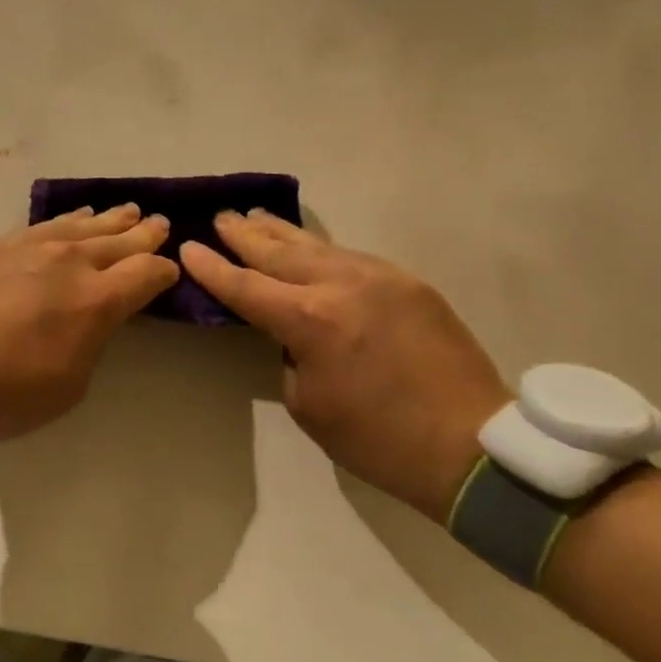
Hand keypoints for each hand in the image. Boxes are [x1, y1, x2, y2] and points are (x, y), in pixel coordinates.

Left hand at [0, 204, 178, 442]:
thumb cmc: (7, 389)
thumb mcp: (69, 385)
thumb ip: (90, 341)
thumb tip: (91, 316)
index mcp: (97, 300)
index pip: (147, 273)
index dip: (163, 271)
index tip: (169, 271)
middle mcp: (70, 262)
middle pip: (119, 240)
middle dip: (143, 234)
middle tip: (158, 223)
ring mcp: (32, 246)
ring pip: (82, 225)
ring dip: (109, 220)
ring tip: (125, 212)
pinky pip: (44, 225)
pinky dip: (67, 221)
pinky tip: (73, 218)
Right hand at [180, 211, 508, 518]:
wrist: (472, 446)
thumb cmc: (378, 439)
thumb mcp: (309, 404)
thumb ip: (290, 354)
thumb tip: (292, 331)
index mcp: (310, 321)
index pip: (245, 286)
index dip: (211, 267)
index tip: (188, 247)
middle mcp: (341, 286)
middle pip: (278, 252)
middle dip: (243, 235)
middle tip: (221, 217)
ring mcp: (380, 278)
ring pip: (317, 245)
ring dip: (281, 232)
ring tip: (256, 215)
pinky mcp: (409, 283)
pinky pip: (352, 257)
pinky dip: (321, 250)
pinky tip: (310, 248)